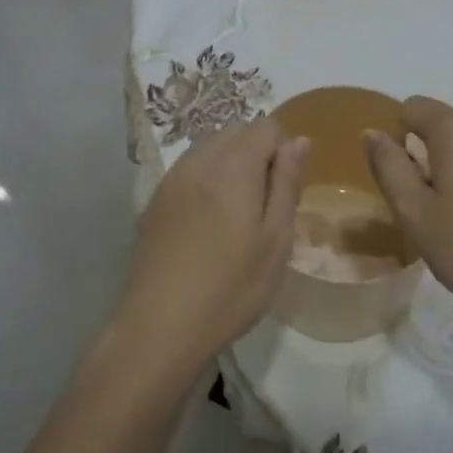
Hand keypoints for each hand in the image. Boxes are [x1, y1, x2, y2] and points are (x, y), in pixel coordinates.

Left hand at [116, 118, 307, 378]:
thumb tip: (298, 141)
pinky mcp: (153, 200)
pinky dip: (206, 180)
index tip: (284, 191)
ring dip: (230, 165)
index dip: (284, 151)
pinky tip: (207, 224)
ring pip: (209, 148)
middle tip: (265, 204)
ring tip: (237, 215)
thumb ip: (287, 184)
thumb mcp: (275, 240)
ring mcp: (170, 179)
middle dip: (257, 153)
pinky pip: (188, 170)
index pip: (266, 126)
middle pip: (235, 131)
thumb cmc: (230, 287)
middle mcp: (197, 161)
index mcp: (232, 167)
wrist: (159, 325)